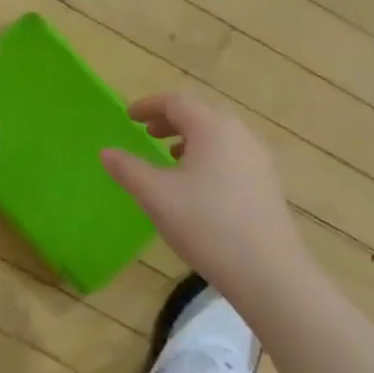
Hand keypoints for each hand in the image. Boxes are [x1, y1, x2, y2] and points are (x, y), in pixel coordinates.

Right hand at [101, 94, 308, 300]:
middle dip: (171, 120)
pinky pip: (232, 154)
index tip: (128, 115)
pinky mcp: (267, 182)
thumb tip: (106, 152)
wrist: (266, 269)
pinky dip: (209, 155)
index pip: (176, 102)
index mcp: (213, 128)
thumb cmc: (205, 224)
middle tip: (147, 132)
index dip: (149, 105)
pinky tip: (198, 183)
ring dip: (191, 137)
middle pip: (201, 114)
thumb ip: (128, 169)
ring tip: (170, 155)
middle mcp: (240, 134)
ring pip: (219, 135)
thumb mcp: (156, 196)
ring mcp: (258, 158)